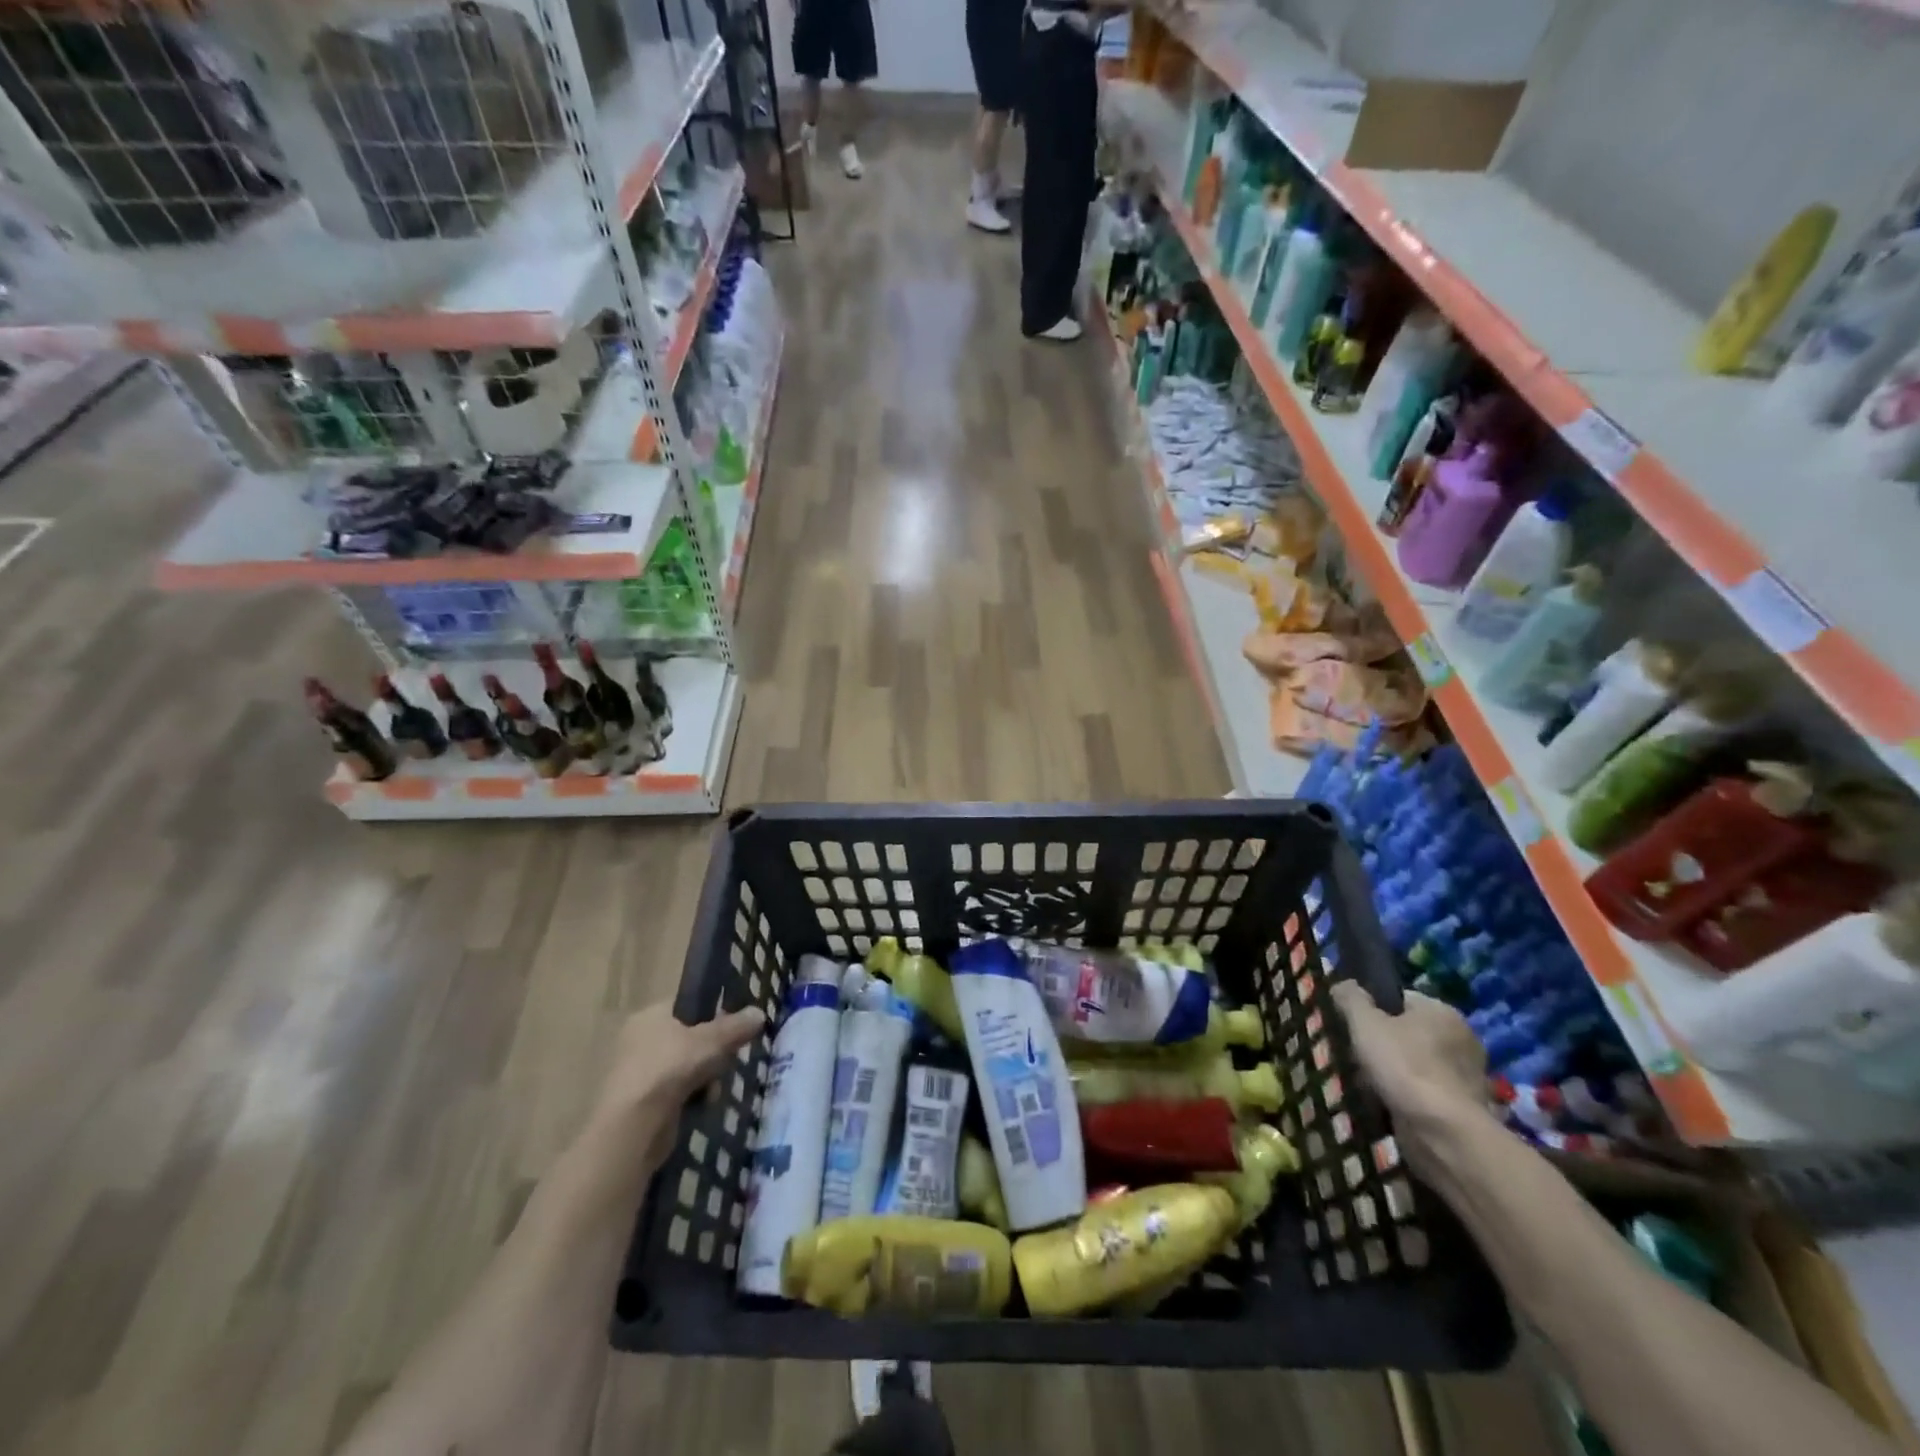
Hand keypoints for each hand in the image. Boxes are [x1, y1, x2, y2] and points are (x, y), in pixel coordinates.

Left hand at [592, 1001, 766, 1132]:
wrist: (633, 1127)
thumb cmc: (670, 1069)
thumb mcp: (712, 1041)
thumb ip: (737, 1026)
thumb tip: (760, 1013)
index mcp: (650, 1016)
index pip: (687, 1005)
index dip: (714, 1013)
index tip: (734, 1027)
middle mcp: (639, 1039)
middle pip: (689, 1038)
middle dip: (712, 1052)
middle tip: (728, 1059)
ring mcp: (638, 1072)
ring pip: (686, 1067)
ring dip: (706, 1077)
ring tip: (714, 1088)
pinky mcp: (641, 1103)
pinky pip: (677, 1092)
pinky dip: (692, 1097)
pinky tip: (702, 1105)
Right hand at [1329, 982, 1487, 1131]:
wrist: (1444, 1134)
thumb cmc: (1404, 1067)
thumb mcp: (1365, 1023)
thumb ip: (1351, 998)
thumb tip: (1343, 984)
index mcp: (1442, 1011)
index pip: (1399, 999)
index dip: (1372, 1009)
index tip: (1351, 1026)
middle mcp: (1461, 1039)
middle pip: (1407, 1033)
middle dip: (1381, 1045)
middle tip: (1354, 1057)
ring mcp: (1466, 1076)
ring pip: (1414, 1065)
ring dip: (1392, 1073)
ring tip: (1365, 1084)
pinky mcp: (1464, 1109)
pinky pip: (1424, 1093)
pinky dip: (1406, 1097)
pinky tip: (1385, 1104)